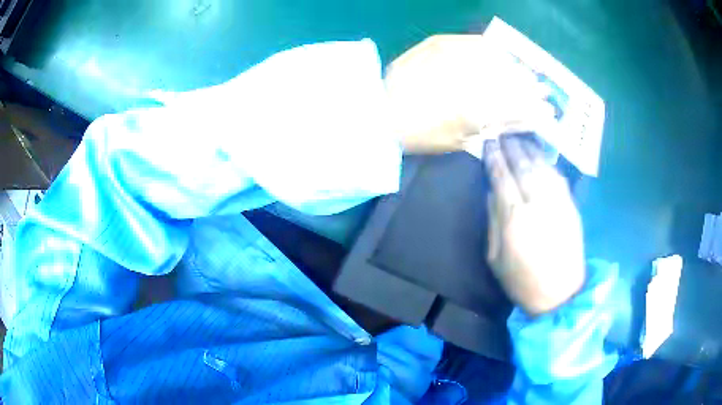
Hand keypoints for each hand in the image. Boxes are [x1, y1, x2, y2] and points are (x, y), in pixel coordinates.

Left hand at [385, 35, 555, 154]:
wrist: (378, 110)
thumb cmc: (420, 134)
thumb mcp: (463, 139)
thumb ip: (498, 125)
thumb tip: (529, 119)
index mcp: (474, 109)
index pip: (518, 104)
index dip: (536, 106)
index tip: (548, 108)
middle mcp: (467, 77)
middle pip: (512, 78)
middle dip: (531, 85)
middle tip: (542, 89)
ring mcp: (453, 55)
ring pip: (498, 59)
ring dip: (516, 68)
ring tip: (526, 74)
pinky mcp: (439, 42)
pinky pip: (476, 43)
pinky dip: (492, 50)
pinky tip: (500, 56)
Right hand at [484, 136, 584, 315]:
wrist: (560, 294)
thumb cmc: (522, 280)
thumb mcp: (495, 257)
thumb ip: (493, 221)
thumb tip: (492, 192)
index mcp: (515, 219)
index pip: (502, 178)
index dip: (494, 158)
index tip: (488, 143)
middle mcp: (538, 203)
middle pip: (522, 166)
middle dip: (511, 146)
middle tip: (502, 132)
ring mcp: (558, 202)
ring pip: (542, 166)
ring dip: (529, 149)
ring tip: (519, 136)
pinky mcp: (571, 206)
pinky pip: (557, 177)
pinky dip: (546, 163)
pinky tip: (539, 155)